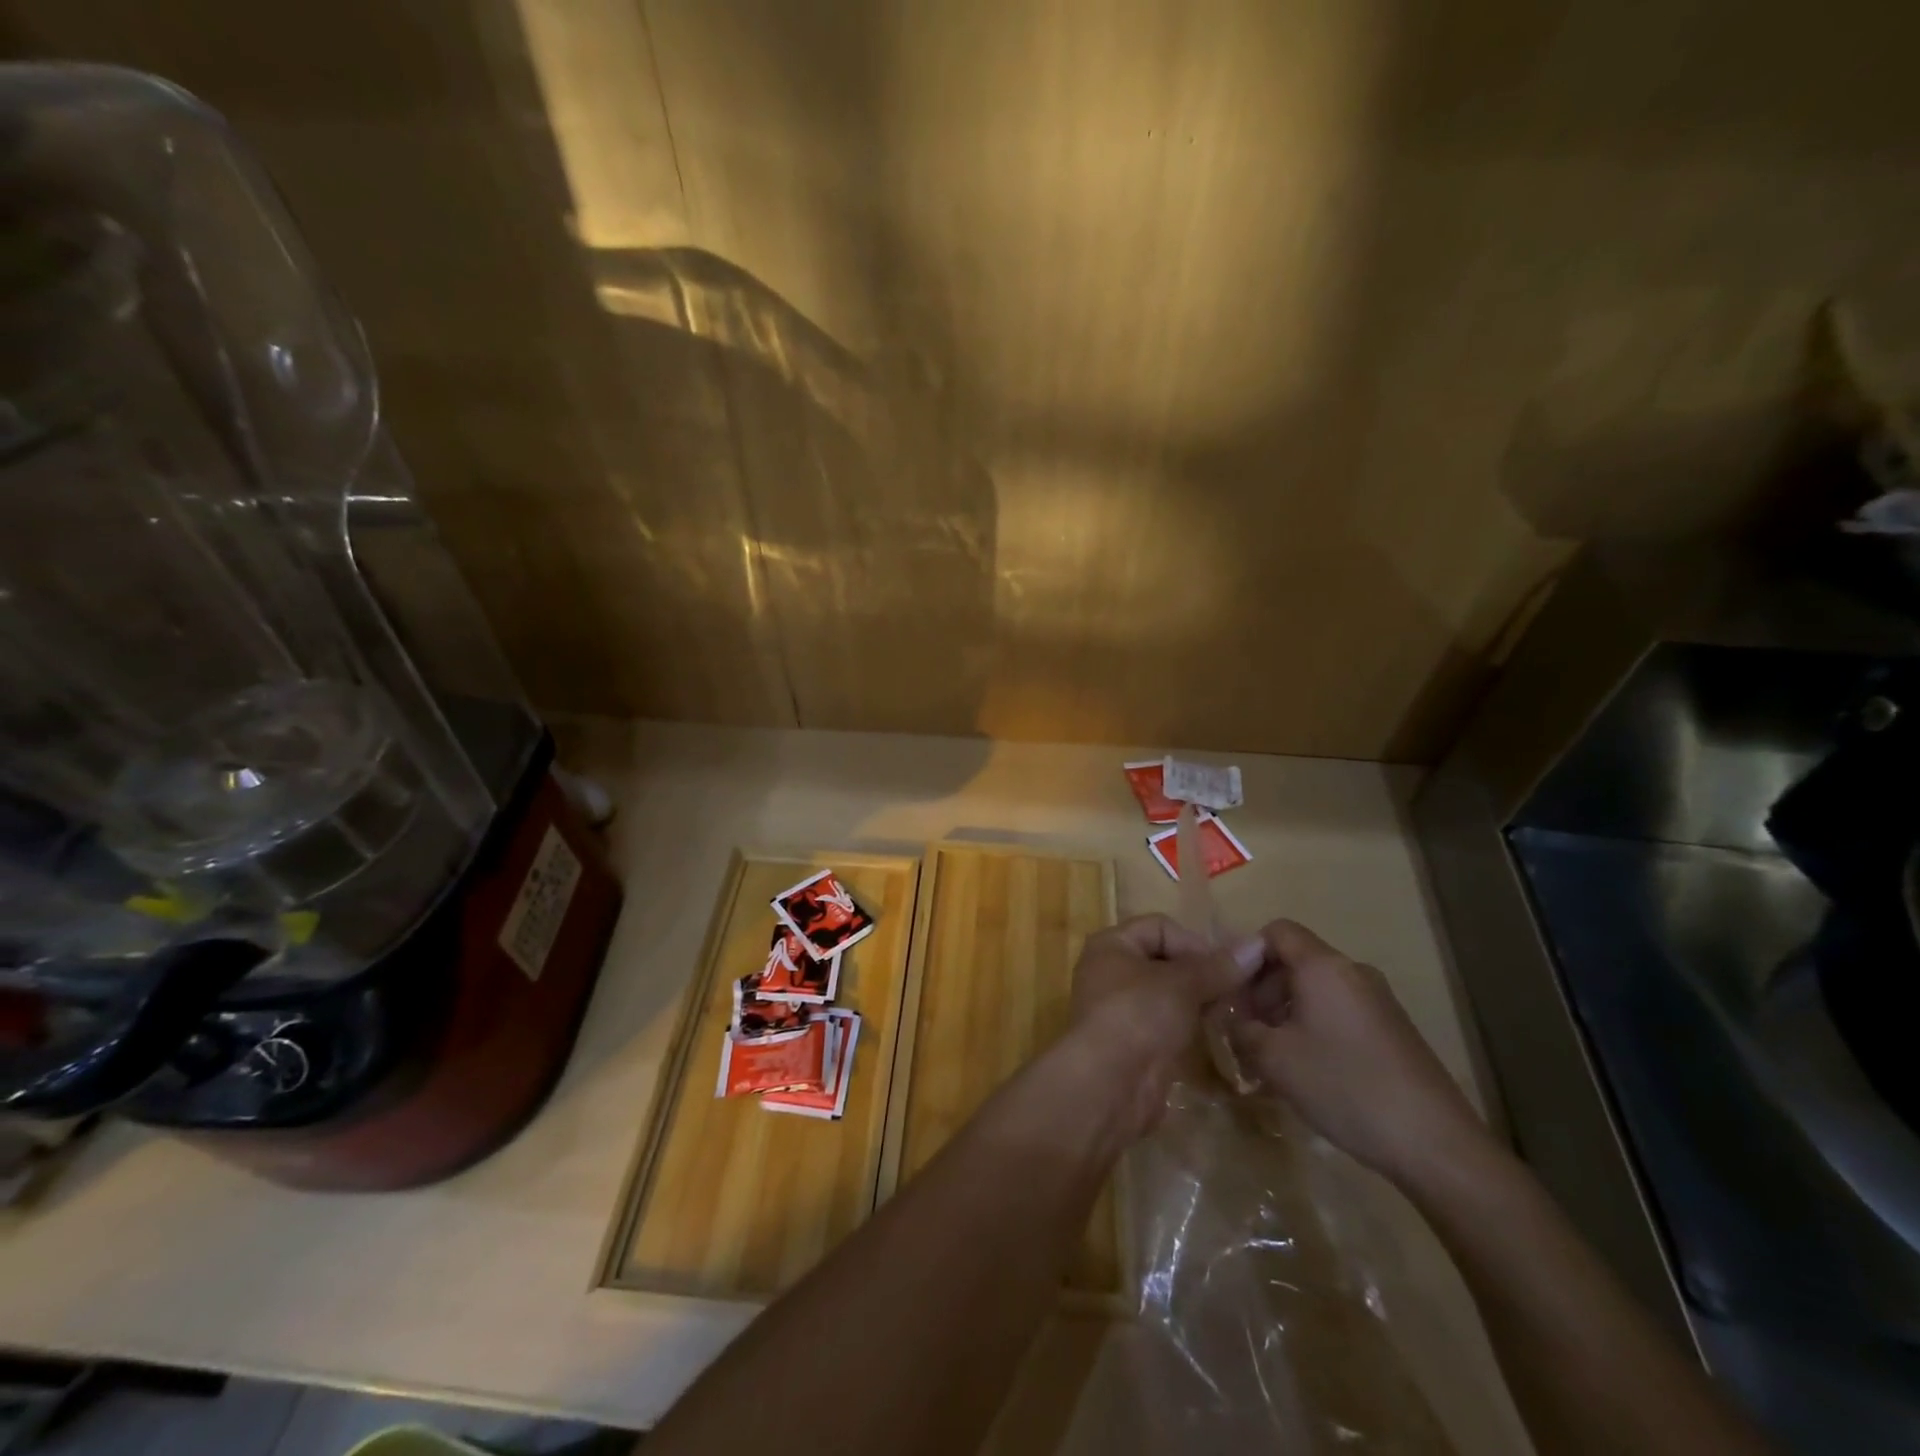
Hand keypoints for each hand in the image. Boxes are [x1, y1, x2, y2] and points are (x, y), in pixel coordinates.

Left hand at [1061, 914, 1264, 1141]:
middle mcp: (1111, 971)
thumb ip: (1218, 967)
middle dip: (1200, 974)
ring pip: (1167, 994)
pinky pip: (1166, 1023)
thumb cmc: (1138, 1015)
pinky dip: (1188, 1026)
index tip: (1223, 968)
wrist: (1108, 1084)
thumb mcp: (1182, 984)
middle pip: (1165, 960)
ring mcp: (1121, 1008)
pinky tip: (1213, 1036)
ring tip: (1228, 1013)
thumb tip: (1256, 946)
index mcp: (1112, 944)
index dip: (1193, 942)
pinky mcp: (1133, 1042)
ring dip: (1198, 1002)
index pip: (1160, 926)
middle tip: (1234, 992)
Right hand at [1230, 920, 1492, 1186]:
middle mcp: (1353, 973)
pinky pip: (1338, 1013)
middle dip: (1262, 989)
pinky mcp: (1392, 1031)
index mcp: (1324, 967)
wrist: (1435, 1144)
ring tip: (1268, 1056)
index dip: (1246, 953)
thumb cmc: (1344, 1086)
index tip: (1229, 991)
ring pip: (1316, 990)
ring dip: (1284, 1013)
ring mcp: (1378, 1002)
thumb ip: (1241, 1029)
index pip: (1276, 931)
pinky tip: (1305, 1071)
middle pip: (1295, 961)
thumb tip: (1231, 1019)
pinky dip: (1312, 1028)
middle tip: (1243, 1029)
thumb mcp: (1274, 1059)